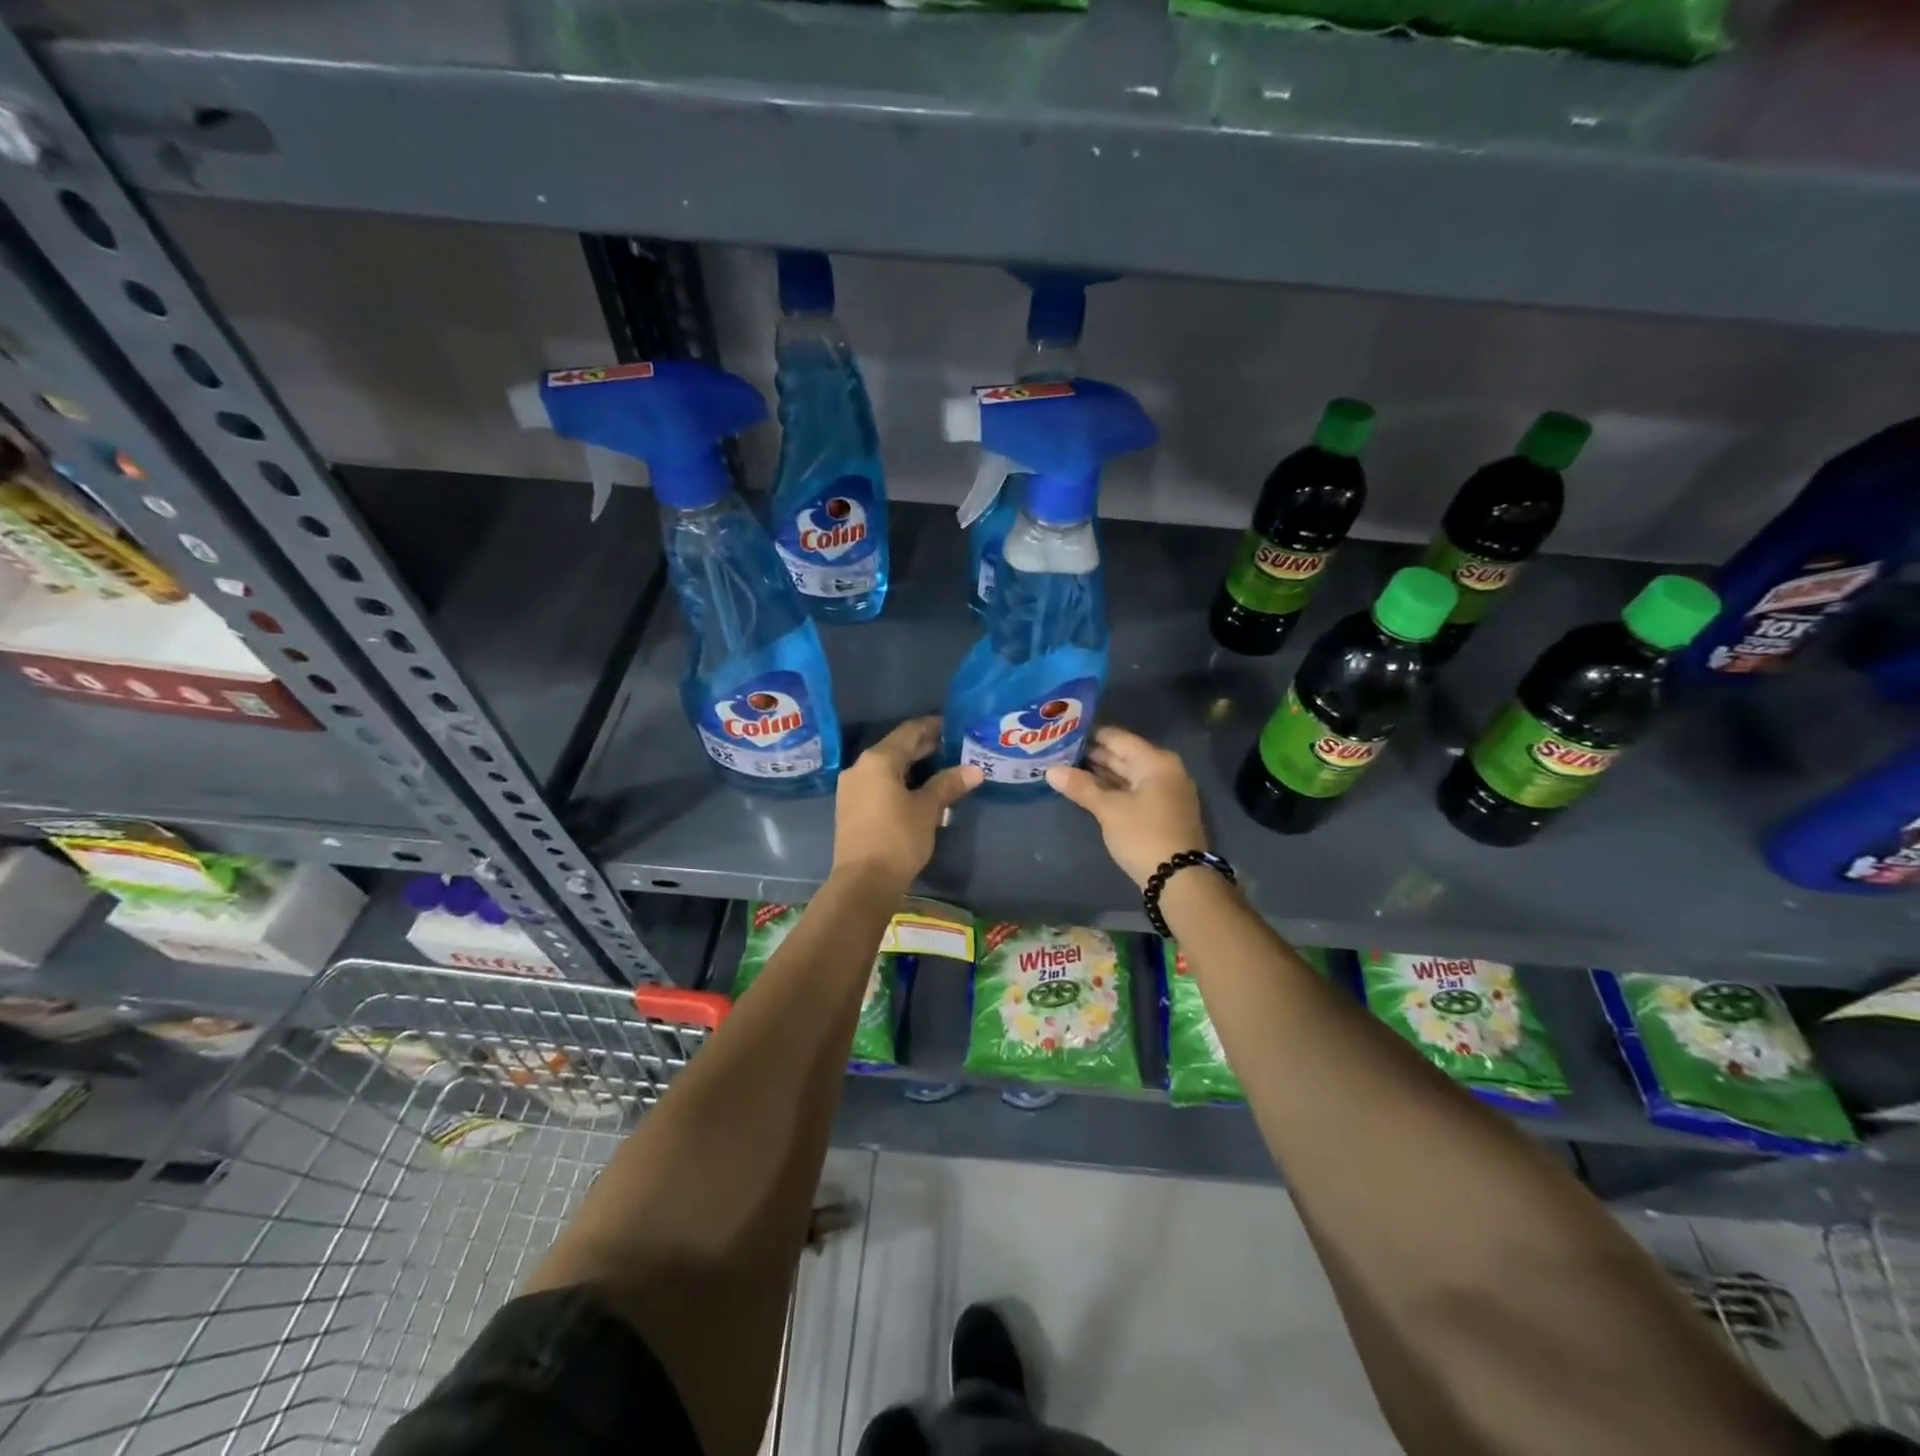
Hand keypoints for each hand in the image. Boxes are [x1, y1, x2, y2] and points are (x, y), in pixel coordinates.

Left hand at [832, 717, 981, 892]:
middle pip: (895, 748)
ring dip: (910, 765)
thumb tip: (974, 770)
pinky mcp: (850, 806)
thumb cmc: (898, 839)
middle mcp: (860, 767)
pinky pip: (877, 783)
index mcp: (878, 760)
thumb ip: (948, 785)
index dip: (931, 726)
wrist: (863, 881)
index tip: (952, 726)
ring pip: (885, 766)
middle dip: (923, 746)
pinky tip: (916, 789)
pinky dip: (897, 780)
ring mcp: (852, 787)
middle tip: (951, 746)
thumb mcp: (928, 810)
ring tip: (938, 767)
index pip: (909, 732)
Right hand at [1046, 726, 1206, 888]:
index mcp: (1155, 762)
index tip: (1064, 733)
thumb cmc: (1143, 835)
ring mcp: (1166, 791)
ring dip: (1101, 773)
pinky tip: (1090, 790)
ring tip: (1068, 769)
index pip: (1117, 738)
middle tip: (1060, 752)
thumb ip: (1081, 787)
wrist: (1180, 879)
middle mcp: (1164, 770)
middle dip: (1093, 755)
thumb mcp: (1109, 810)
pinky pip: (1134, 790)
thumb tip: (1051, 771)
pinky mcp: (1163, 810)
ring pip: (1128, 774)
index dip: (1090, 735)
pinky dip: (1113, 789)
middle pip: (1124, 755)